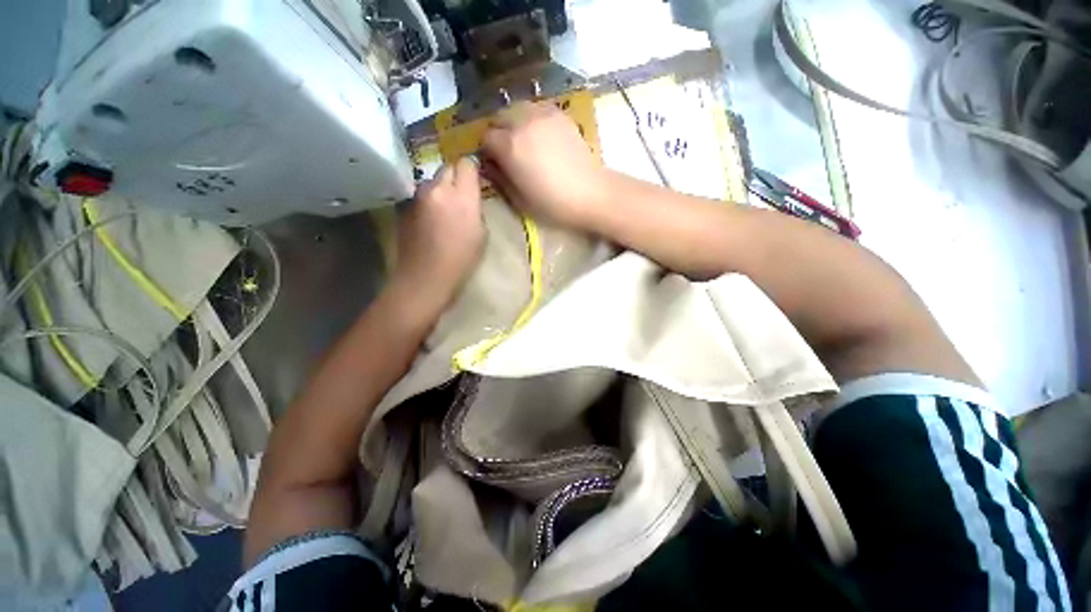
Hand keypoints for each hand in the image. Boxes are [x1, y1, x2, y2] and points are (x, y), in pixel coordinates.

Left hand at [392, 157, 484, 312]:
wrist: (426, 277)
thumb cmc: (462, 260)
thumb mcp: (482, 234)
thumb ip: (476, 209)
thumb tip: (469, 199)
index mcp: (462, 197)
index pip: (466, 164)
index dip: (471, 170)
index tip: (475, 180)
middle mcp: (437, 189)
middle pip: (447, 168)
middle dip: (455, 177)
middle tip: (461, 195)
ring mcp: (417, 196)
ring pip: (432, 181)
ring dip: (440, 189)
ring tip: (444, 209)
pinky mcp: (404, 206)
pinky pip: (421, 195)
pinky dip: (428, 201)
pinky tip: (430, 219)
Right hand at [481, 101, 611, 227]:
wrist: (590, 194)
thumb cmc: (553, 204)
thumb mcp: (519, 200)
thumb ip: (500, 179)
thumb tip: (490, 165)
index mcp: (510, 146)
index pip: (486, 138)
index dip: (487, 152)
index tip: (495, 164)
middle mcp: (522, 122)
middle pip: (499, 118)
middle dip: (498, 133)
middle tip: (507, 152)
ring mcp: (543, 114)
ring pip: (517, 108)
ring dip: (514, 122)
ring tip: (523, 141)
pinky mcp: (560, 115)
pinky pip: (536, 108)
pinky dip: (531, 118)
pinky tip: (539, 135)